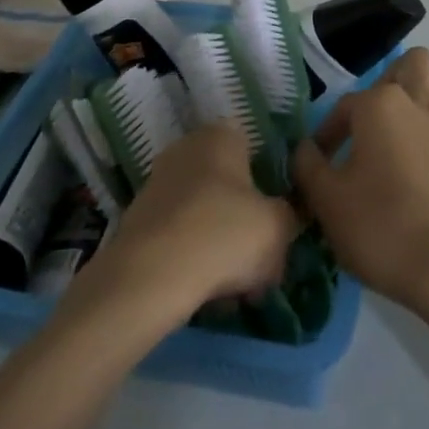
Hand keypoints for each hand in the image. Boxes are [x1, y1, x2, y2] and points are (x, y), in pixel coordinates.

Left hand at [89, 121, 299, 315]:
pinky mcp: (138, 220)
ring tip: (237, 287)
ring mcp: (157, 183)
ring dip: (221, 244)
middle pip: (229, 185)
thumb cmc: (224, 234)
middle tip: (262, 259)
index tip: (280, 218)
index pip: (254, 148)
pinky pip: (180, 236)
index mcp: (220, 135)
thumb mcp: (279, 226)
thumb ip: (290, 216)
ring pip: (205, 214)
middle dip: (245, 220)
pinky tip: (207, 292)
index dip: (270, 183)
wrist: (150, 277)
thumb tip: (284, 221)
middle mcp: (186, 149)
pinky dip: (194, 258)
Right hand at [291, 47, 428, 311]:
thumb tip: (305, 148)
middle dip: (390, 82)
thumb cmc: (378, 226)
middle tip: (370, 121)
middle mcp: (417, 102)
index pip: (345, 105)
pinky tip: (420, 152)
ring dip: (425, 91)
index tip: (320, 163)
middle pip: (412, 64)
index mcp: (379, 105)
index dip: (327, 133)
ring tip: (402, 124)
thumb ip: (308, 165)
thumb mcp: (325, 199)